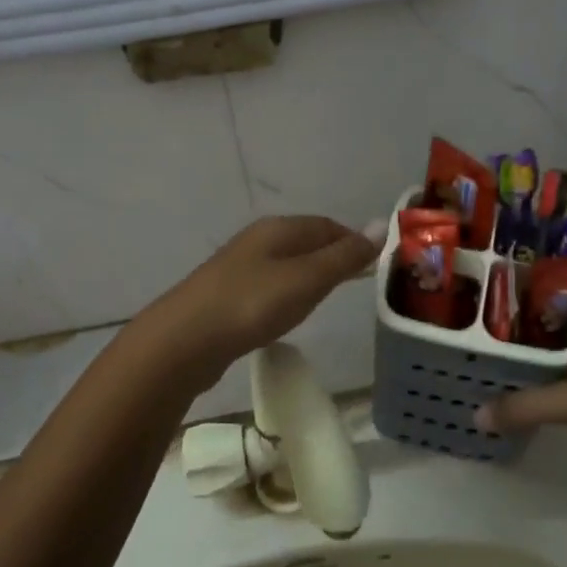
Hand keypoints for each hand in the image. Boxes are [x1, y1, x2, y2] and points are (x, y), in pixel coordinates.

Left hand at [147, 216, 382, 384]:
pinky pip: (268, 285)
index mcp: (278, 229)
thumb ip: (344, 256)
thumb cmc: (253, 305)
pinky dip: (287, 292)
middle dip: (332, 255)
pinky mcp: (226, 295)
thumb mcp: (307, 280)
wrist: (184, 341)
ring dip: (309, 274)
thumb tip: (382, 225)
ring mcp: (238, 267)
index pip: (327, 225)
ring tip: (326, 296)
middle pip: (305, 241)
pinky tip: (286, 312)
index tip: (375, 264)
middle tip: (356, 281)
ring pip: (285, 263)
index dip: (353, 240)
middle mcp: (257, 240)